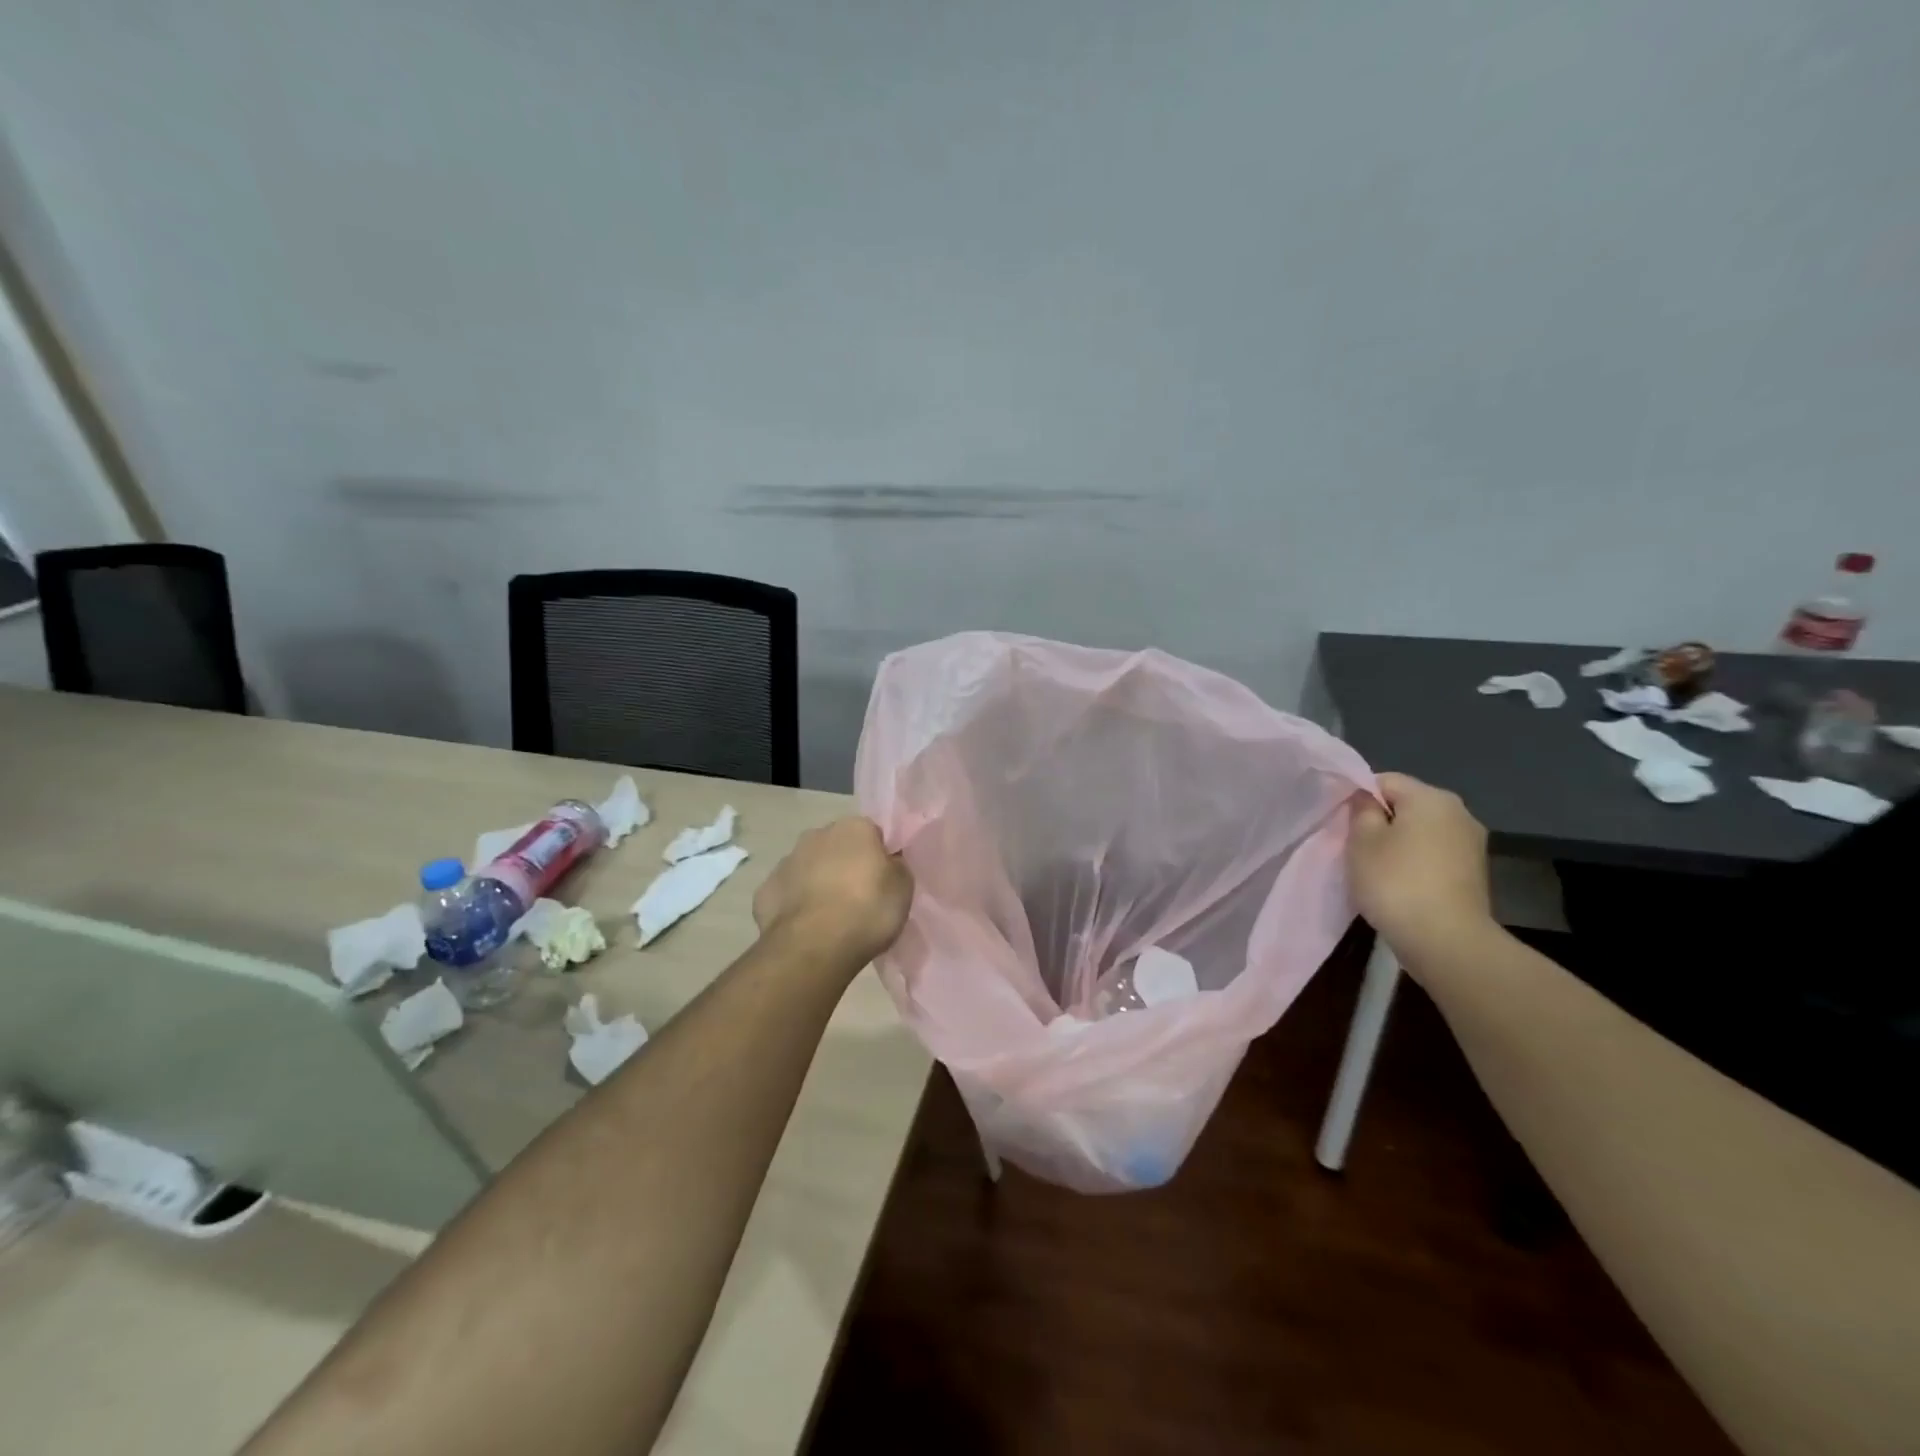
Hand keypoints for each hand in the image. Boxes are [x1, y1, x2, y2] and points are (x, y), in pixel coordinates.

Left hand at [753, 818, 911, 971]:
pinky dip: (796, 906)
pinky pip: (788, 894)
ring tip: (831, 918)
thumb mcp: (903, 888)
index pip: (872, 834)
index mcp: (854, 828)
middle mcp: (817, 835)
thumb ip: (896, 867)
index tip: (882, 880)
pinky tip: (806, 928)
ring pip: (809, 868)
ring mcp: (786, 861)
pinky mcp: (765, 890)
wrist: (813, 946)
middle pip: (837, 847)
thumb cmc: (867, 910)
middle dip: (845, 865)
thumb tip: (888, 861)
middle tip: (858, 898)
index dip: (878, 857)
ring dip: (818, 883)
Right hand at [1347, 773, 1493, 965]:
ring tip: (1378, 869)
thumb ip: (1361, 810)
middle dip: (1381, 821)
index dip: (1360, 798)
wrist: (1447, 941)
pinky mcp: (1475, 873)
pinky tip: (1402, 884)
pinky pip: (1435, 854)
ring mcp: (1472, 844)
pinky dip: (1417, 863)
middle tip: (1357, 847)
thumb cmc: (1396, 882)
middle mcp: (1459, 812)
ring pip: (1422, 831)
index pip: (1385, 781)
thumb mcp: (1362, 840)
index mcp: (1432, 797)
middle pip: (1407, 805)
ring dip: (1399, 844)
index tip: (1344, 824)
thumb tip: (1367, 798)